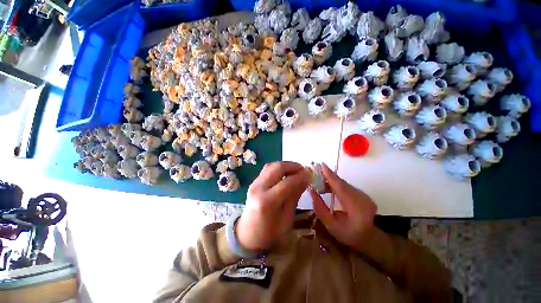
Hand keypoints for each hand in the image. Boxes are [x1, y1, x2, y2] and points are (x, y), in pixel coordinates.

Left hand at [236, 161, 309, 251]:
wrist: (248, 235)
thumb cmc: (270, 233)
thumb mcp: (287, 218)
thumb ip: (295, 196)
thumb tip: (305, 178)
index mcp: (267, 202)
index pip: (287, 182)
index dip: (300, 176)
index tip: (310, 174)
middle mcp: (258, 188)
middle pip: (277, 168)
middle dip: (293, 166)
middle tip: (303, 170)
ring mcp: (254, 184)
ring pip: (271, 165)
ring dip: (285, 165)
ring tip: (296, 171)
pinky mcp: (253, 182)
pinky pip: (267, 169)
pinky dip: (278, 168)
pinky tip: (285, 173)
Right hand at [309, 163, 376, 251]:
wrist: (370, 239)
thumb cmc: (349, 235)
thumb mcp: (331, 226)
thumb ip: (320, 208)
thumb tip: (311, 191)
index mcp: (356, 208)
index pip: (341, 188)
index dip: (330, 176)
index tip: (322, 165)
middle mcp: (362, 198)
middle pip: (342, 183)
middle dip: (328, 176)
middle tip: (314, 172)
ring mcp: (364, 195)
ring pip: (344, 183)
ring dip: (331, 180)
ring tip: (318, 180)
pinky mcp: (362, 193)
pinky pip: (346, 186)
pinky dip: (336, 184)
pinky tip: (327, 186)